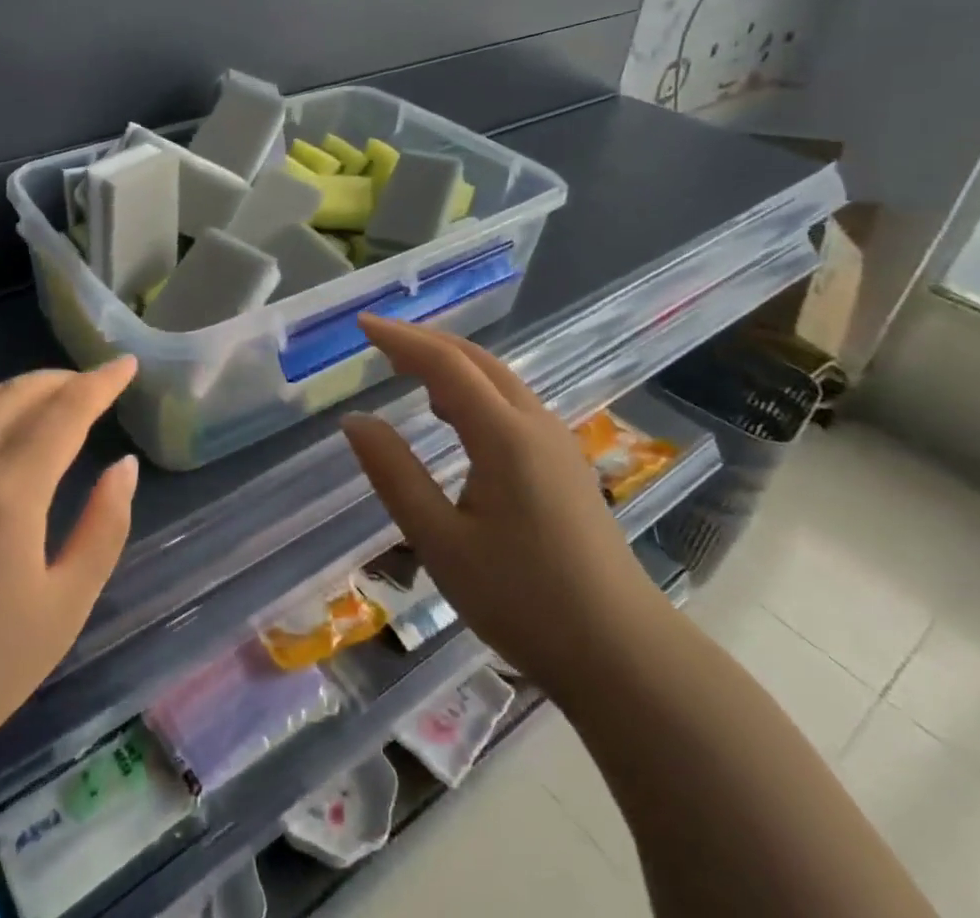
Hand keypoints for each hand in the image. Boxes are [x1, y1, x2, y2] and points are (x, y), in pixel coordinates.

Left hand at [0, 359, 140, 769]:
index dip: (100, 383)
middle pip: (17, 394)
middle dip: (61, 380)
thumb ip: (104, 526)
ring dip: (19, 391)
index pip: (65, 412)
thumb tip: (124, 465)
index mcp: (6, 492)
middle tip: (92, 383)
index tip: (126, 364)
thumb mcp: (65, 605)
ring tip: (48, 400)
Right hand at [341, 316, 671, 699]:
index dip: (400, 339)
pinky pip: (511, 402)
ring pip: (498, 379)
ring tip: (406, 370)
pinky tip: (453, 416)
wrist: (624, 655)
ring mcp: (557, 442)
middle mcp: (534, 424)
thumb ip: (395, 474)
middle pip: (475, 360)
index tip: (362, 325)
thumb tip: (354, 421)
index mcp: (504, 436)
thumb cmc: (524, 600)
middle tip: (379, 341)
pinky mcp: (565, 463)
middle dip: (425, 342)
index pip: (444, 364)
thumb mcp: (441, 542)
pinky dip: (473, 389)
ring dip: (451, 364)